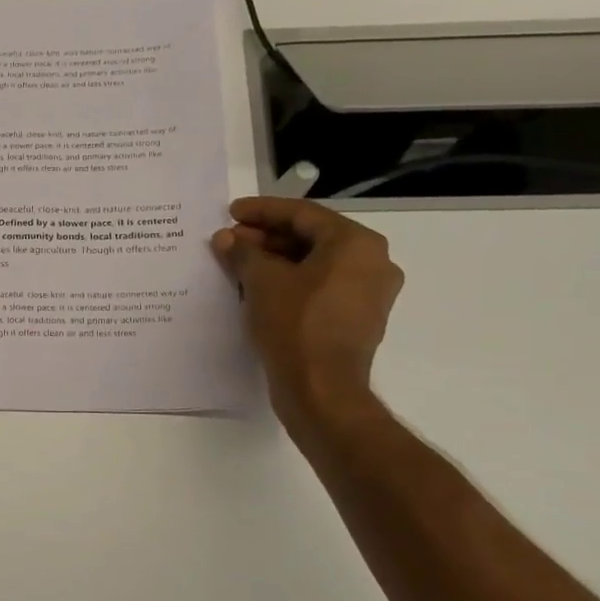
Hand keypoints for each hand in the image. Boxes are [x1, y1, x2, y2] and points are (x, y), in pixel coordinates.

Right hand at [211, 198, 403, 432]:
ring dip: (276, 261)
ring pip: (316, 265)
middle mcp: (372, 262)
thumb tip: (226, 239)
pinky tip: (260, 290)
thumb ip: (243, 253)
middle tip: (230, 241)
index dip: (262, 211)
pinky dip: (291, 283)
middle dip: (267, 238)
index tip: (231, 213)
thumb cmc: (295, 325)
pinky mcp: (357, 320)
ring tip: (239, 265)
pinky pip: (321, 289)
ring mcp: (368, 294)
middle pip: (312, 238)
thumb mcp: (261, 282)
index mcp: (356, 243)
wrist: (321, 389)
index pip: (303, 214)